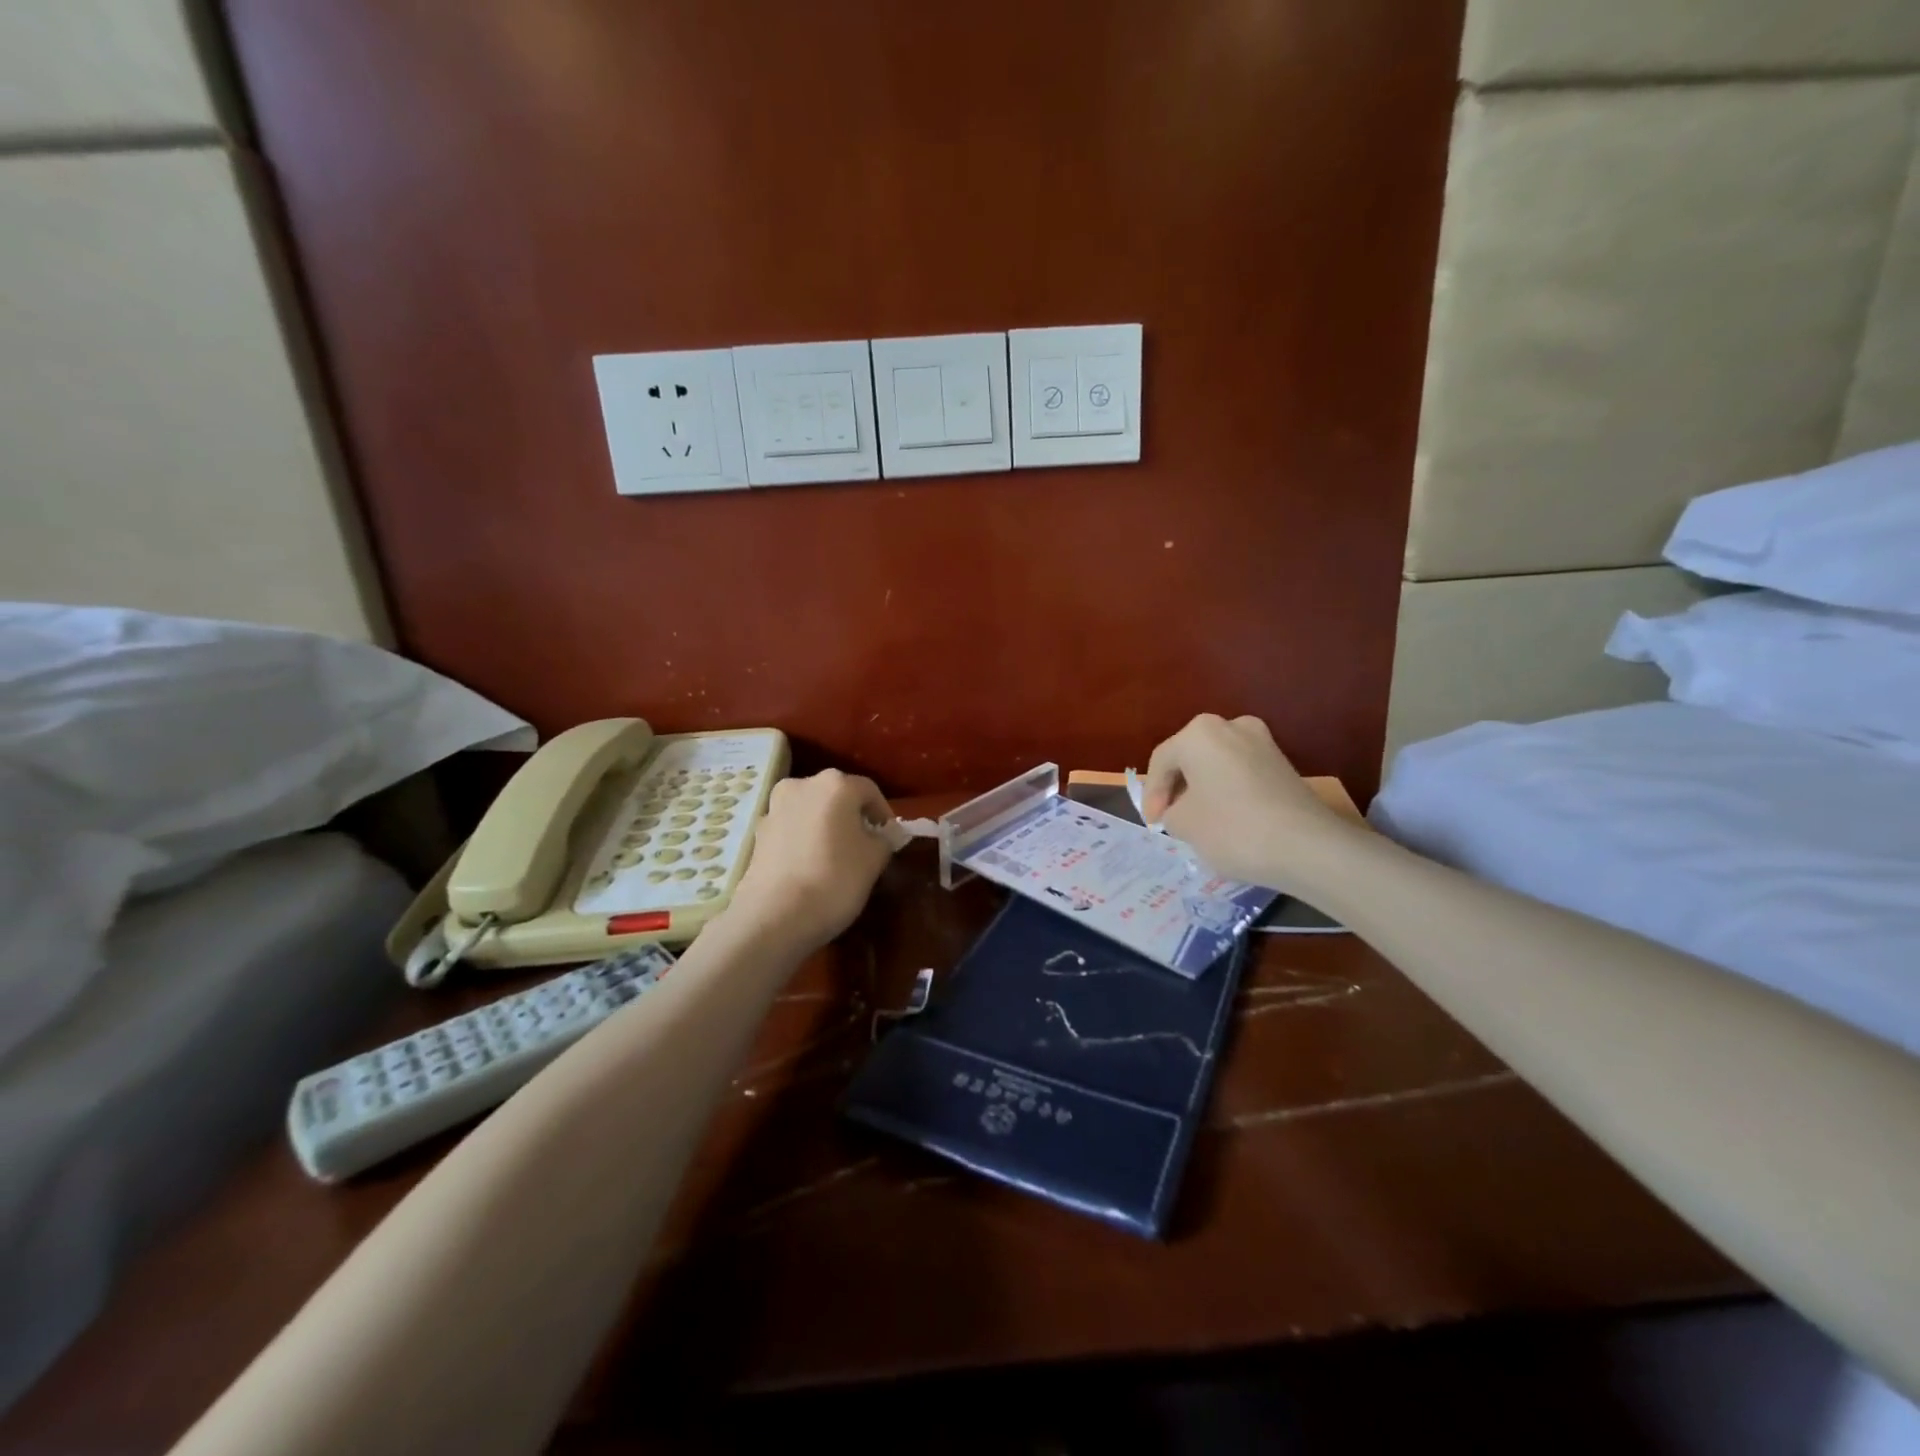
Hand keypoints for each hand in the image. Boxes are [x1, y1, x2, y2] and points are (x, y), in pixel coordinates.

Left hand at [726, 769, 894, 955]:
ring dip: (825, 826)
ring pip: (811, 810)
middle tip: (864, 846)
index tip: (889, 838)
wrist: (774, 916)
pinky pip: (791, 829)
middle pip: (837, 795)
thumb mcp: (874, 860)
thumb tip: (880, 835)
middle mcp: (802, 785)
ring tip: (835, 856)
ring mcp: (775, 807)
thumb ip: (884, 839)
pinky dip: (803, 839)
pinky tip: (809, 866)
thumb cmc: (835, 879)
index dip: (883, 814)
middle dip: (852, 817)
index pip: (870, 791)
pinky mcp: (758, 833)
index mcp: (835, 784)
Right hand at [1141, 714, 1346, 887]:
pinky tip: (1228, 819)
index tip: (1154, 824)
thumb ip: (1171, 811)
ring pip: (1217, 765)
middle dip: (1178, 788)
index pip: (1162, 762)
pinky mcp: (1284, 764)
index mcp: (1199, 733)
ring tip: (1198, 822)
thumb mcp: (1183, 824)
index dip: (1152, 795)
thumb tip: (1181, 810)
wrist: (1308, 847)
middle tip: (1171, 819)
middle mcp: (1231, 726)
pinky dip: (1228, 792)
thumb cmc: (1232, 829)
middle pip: (1191, 758)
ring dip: (1204, 790)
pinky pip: (1242, 774)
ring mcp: (1263, 742)